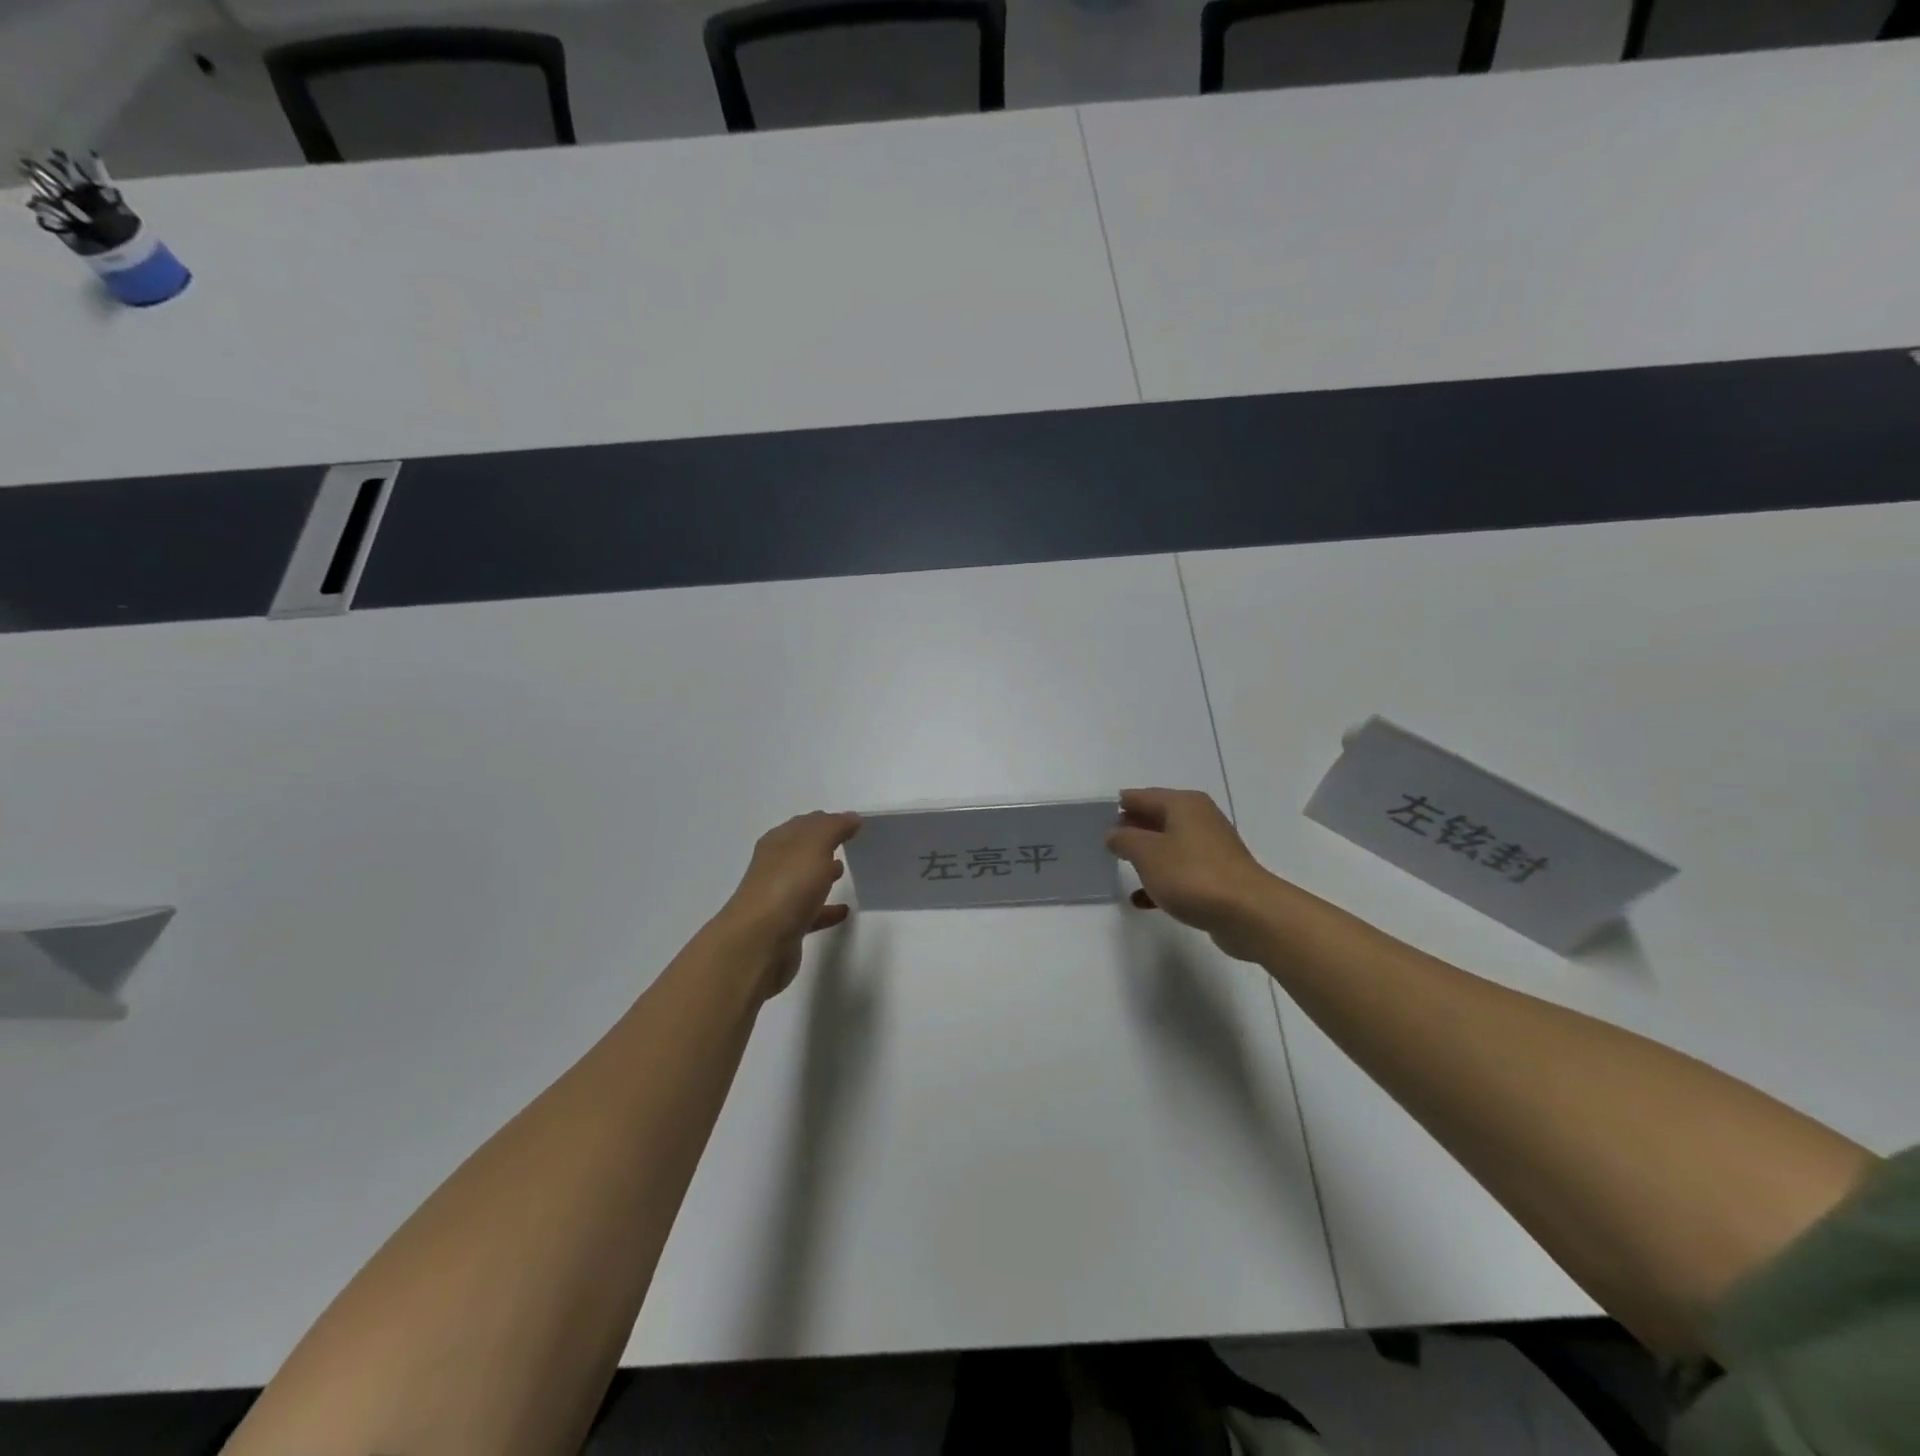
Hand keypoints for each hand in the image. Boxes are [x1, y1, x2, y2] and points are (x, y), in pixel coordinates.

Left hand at [715, 811, 861, 998]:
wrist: (759, 943)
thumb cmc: (787, 886)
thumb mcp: (814, 845)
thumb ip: (834, 827)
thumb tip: (851, 817)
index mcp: (778, 843)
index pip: (805, 824)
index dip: (828, 821)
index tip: (854, 823)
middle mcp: (775, 867)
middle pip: (802, 851)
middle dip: (824, 845)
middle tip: (850, 844)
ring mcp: (779, 898)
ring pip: (804, 881)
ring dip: (823, 874)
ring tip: (846, 871)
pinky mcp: (786, 928)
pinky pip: (811, 913)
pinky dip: (827, 910)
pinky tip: (844, 911)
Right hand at [1106, 788, 1278, 961]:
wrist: (1248, 913)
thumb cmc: (1192, 874)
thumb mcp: (1147, 853)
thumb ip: (1125, 840)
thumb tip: (1115, 833)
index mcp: (1183, 804)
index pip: (1142, 796)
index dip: (1120, 805)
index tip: (1097, 817)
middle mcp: (1200, 819)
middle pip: (1157, 818)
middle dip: (1132, 829)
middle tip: (1106, 841)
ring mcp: (1211, 848)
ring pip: (1169, 846)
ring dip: (1147, 856)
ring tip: (1121, 867)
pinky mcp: (1217, 876)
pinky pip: (1181, 871)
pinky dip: (1162, 880)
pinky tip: (1143, 899)